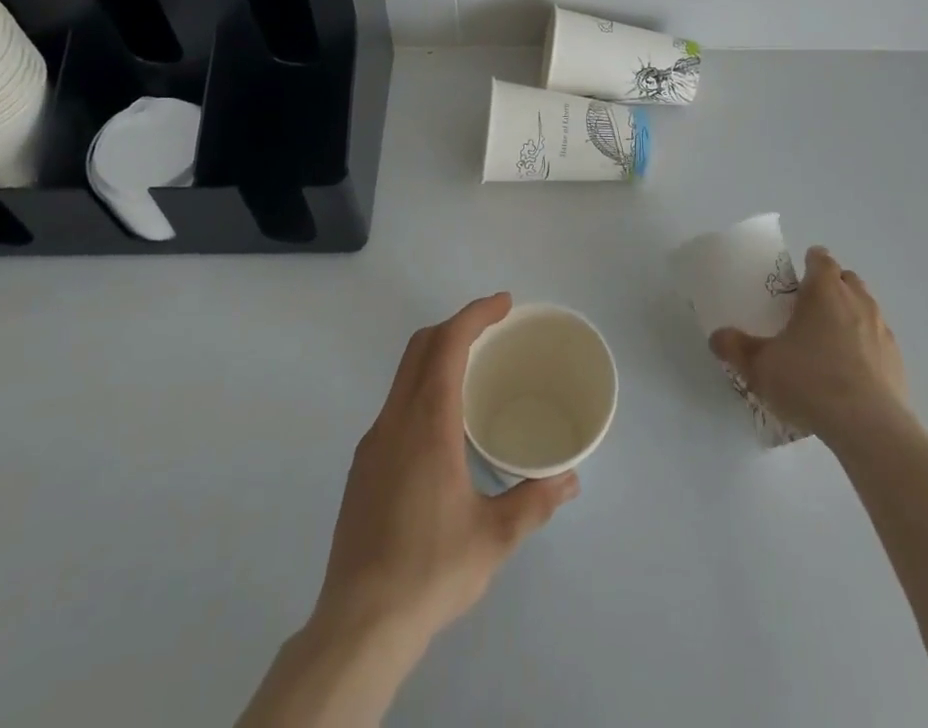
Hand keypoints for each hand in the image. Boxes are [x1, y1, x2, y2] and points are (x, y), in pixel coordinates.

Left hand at [315, 293, 579, 648]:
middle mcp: (395, 420)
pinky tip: (443, 425)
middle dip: (457, 325)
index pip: (447, 344)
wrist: (358, 625)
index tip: (504, 303)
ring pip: (404, 374)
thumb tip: (569, 479)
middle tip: (493, 327)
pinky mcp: (362, 468)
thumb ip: (534, 501)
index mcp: (427, 423)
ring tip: (474, 370)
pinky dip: (422, 387)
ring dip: (437, 355)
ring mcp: (373, 443)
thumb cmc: (431, 570)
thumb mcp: (494, 538)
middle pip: (421, 347)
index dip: (475, 314)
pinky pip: (396, 404)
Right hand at [710, 246, 907, 441]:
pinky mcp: (897, 361)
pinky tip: (850, 374)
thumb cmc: (810, 381)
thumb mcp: (760, 366)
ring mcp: (882, 330)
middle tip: (809, 310)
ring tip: (829, 343)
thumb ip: (735, 348)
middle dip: (831, 287)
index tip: (796, 281)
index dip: (809, 264)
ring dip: (850, 316)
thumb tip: (717, 337)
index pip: (820, 258)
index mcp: (824, 290)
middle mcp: (857, 301)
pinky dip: (865, 348)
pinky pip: (878, 341)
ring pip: (866, 308)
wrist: (870, 427)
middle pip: (846, 279)